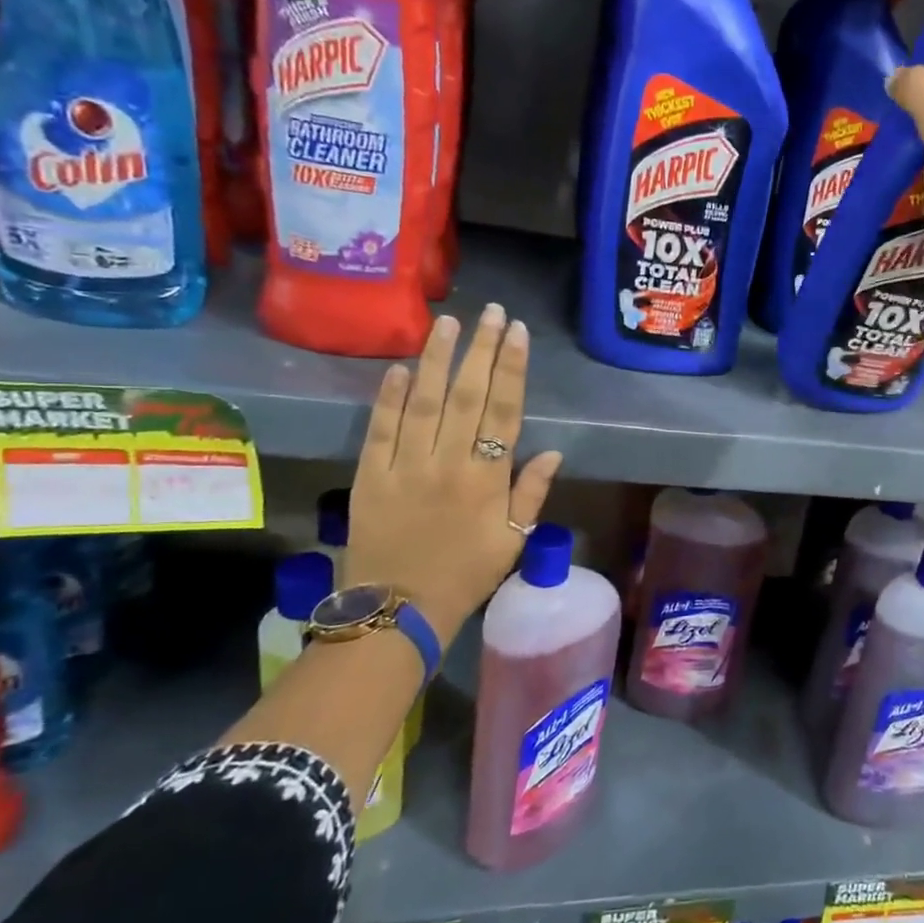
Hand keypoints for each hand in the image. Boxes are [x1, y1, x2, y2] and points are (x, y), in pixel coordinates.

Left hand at [346, 305, 562, 636]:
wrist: (398, 610)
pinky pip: (380, 430)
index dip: (512, 369)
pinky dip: (388, 397)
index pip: (504, 412)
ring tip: (447, 322)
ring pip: (423, 402)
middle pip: (467, 396)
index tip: (518, 333)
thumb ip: (531, 493)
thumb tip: (553, 452)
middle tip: (491, 313)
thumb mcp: (512, 540)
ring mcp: (405, 467)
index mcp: (486, 479)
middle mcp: (447, 463)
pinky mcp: (370, 476)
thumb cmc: (466, 575)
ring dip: (436, 360)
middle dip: (481, 350)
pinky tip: (399, 367)